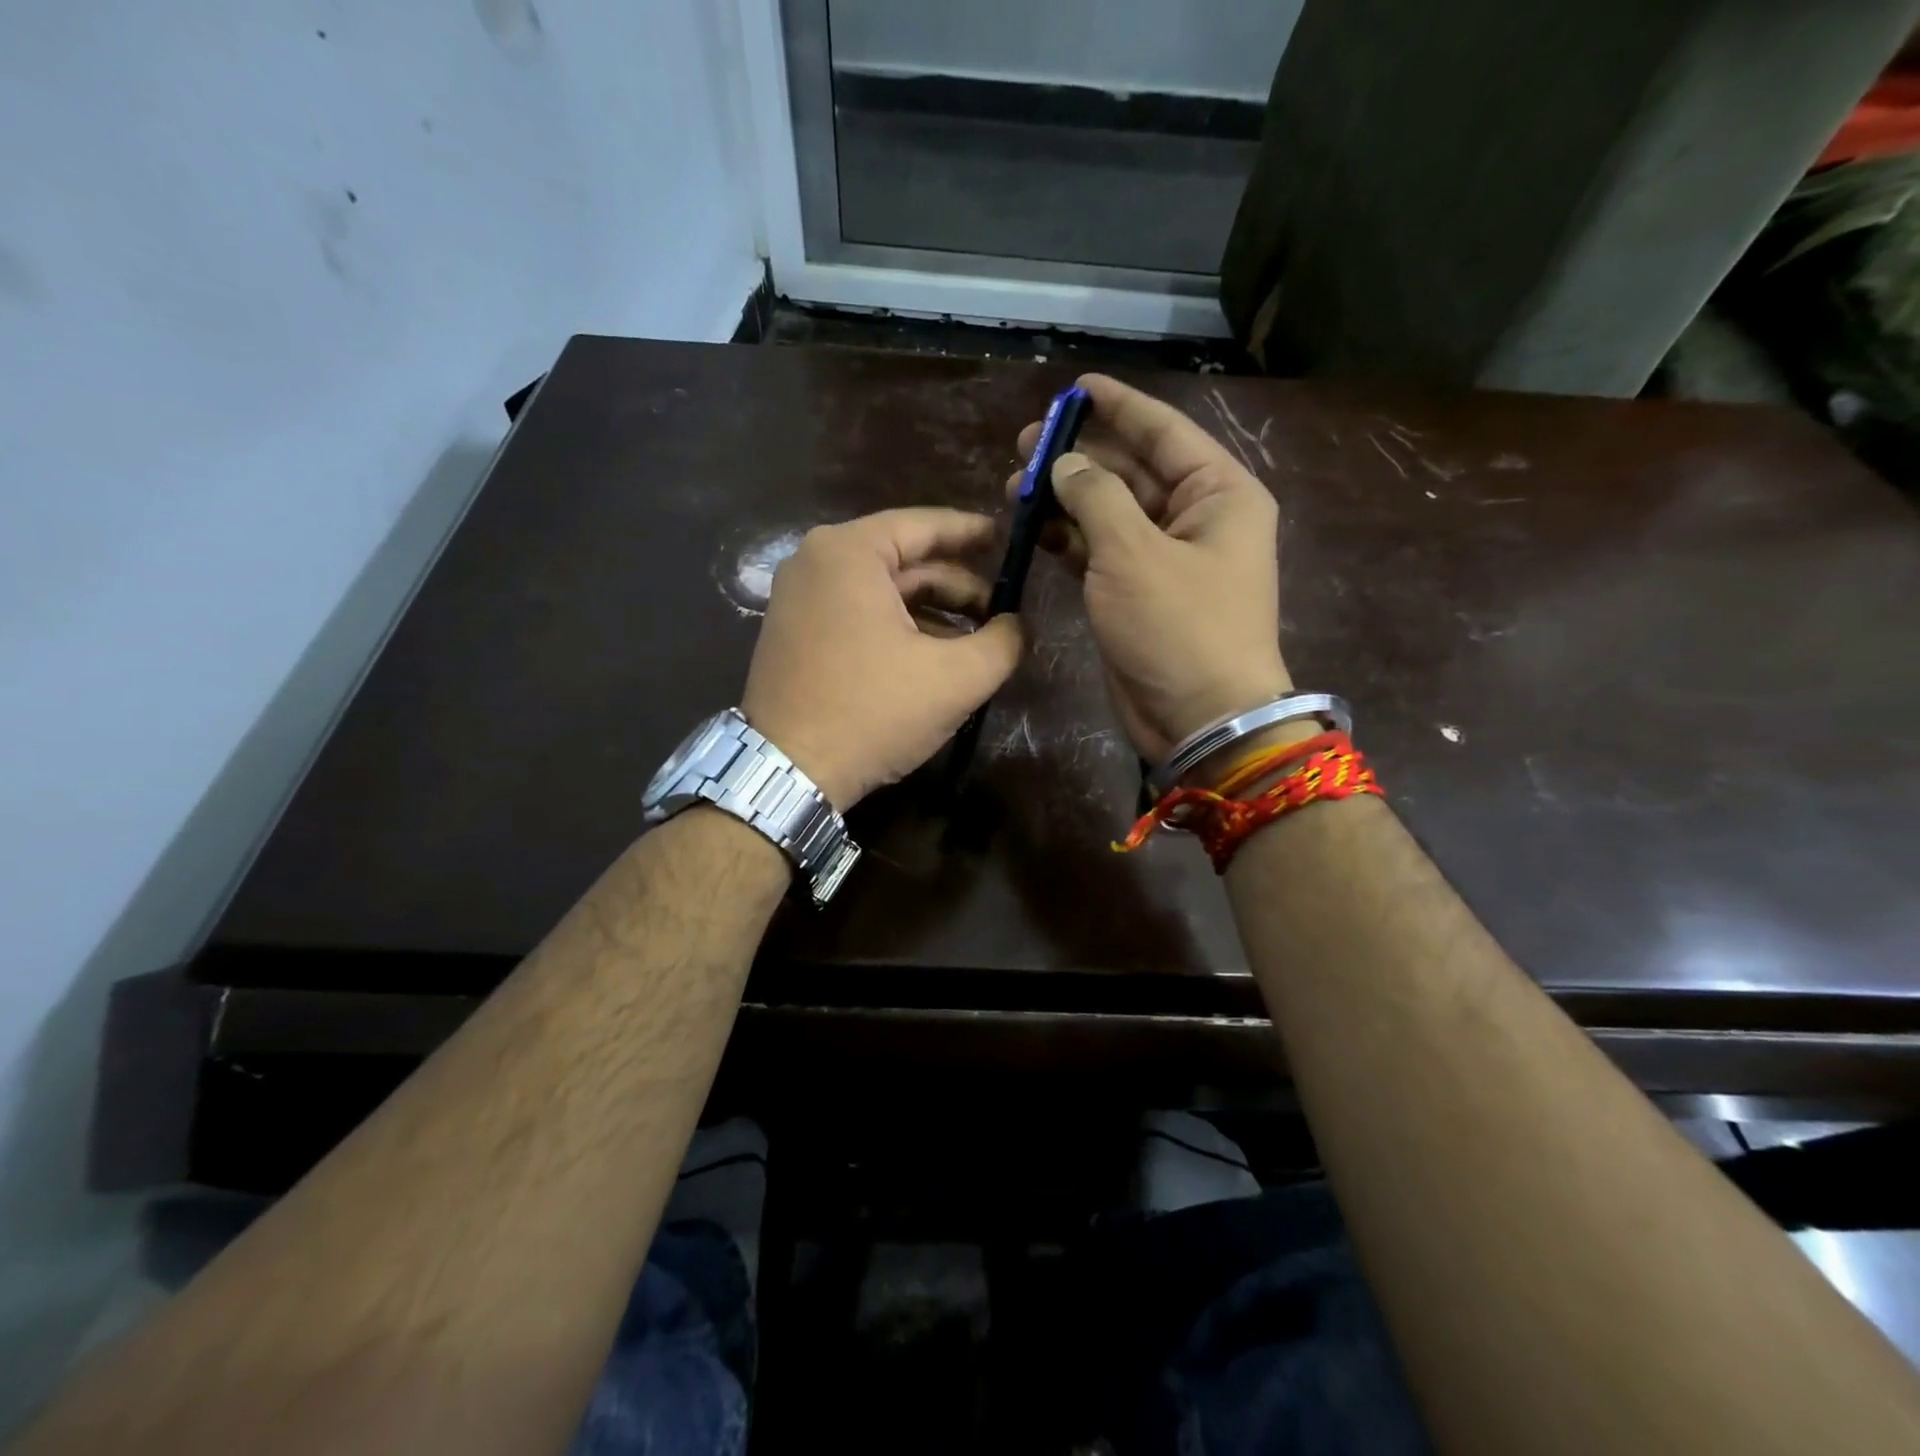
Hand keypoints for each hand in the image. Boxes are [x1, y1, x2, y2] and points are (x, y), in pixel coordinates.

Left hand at [742, 508, 1023, 808]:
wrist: (789, 771)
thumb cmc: (873, 711)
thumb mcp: (956, 678)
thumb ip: (1002, 642)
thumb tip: (1017, 625)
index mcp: (848, 552)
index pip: (924, 525)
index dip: (972, 532)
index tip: (1007, 539)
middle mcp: (815, 562)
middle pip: (902, 561)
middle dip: (956, 585)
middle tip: (1000, 609)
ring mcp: (796, 598)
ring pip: (880, 591)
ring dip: (930, 612)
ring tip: (975, 640)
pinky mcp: (792, 633)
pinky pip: (856, 614)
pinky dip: (896, 627)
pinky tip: (930, 657)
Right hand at [1011, 373, 1289, 763]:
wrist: (1200, 718)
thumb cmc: (1179, 628)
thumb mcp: (1134, 554)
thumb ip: (1096, 497)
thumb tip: (1066, 464)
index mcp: (1217, 493)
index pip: (1164, 432)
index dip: (1118, 406)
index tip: (1074, 387)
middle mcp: (1195, 518)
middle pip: (1132, 470)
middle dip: (1079, 457)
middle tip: (1022, 447)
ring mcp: (1165, 558)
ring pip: (1110, 513)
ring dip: (1066, 500)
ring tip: (1014, 489)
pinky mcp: (1138, 593)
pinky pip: (1101, 552)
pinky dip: (1070, 540)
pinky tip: (1034, 530)